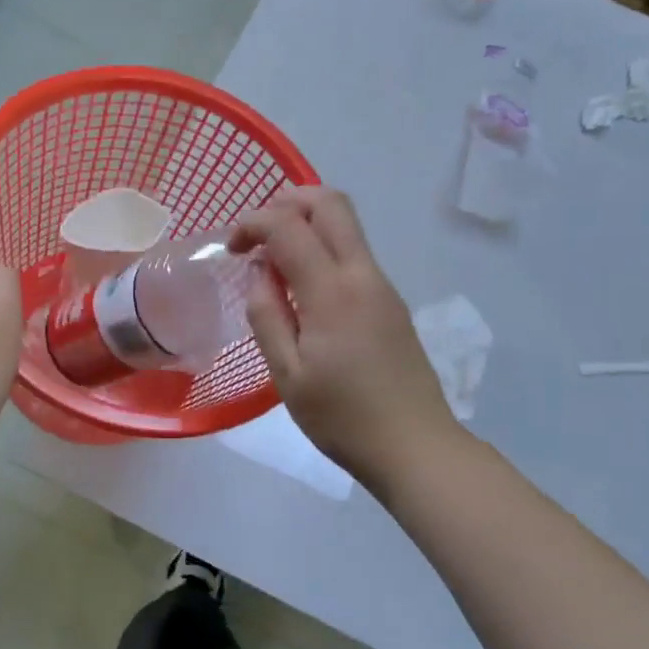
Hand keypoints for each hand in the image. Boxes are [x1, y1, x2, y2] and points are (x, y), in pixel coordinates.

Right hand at [232, 188, 459, 492]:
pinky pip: (354, 253)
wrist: (415, 447)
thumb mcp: (287, 375)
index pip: (289, 225)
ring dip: (306, 223)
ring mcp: (383, 285)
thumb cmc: (342, 417)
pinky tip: (303, 288)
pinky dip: (323, 248)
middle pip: (330, 203)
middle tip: (258, 234)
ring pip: (346, 224)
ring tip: (275, 262)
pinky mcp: (391, 301)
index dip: (253, 223)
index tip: (232, 249)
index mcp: (332, 292)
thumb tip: (261, 273)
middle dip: (287, 201)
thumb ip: (267, 315)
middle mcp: (363, 275)